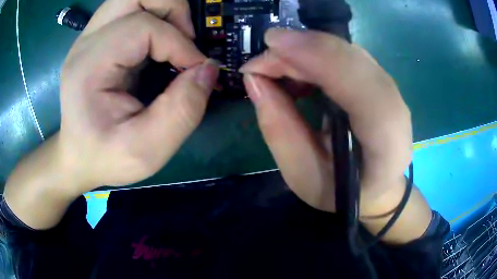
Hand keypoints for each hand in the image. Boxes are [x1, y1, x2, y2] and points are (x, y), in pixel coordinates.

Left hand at [59, 0, 218, 191]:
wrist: (78, 157)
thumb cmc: (105, 157)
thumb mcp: (146, 150)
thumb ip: (182, 111)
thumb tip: (209, 69)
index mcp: (89, 66)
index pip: (142, 27)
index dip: (179, 43)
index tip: (197, 70)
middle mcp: (86, 42)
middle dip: (172, 8)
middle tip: (186, 39)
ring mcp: (90, 37)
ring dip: (164, 9)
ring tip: (175, 39)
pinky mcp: (98, 39)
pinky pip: (131, 10)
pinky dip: (155, 16)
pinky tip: (159, 43)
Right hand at [241, 29, 431, 241]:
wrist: (377, 187)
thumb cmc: (341, 191)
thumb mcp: (303, 174)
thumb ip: (279, 129)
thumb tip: (255, 80)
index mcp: (387, 147)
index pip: (365, 92)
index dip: (322, 59)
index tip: (273, 45)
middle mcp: (397, 112)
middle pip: (354, 62)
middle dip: (302, 51)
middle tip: (259, 63)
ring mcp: (391, 91)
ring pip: (348, 53)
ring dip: (306, 51)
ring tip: (273, 69)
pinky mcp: (380, 81)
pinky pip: (346, 56)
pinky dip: (315, 54)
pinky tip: (297, 71)